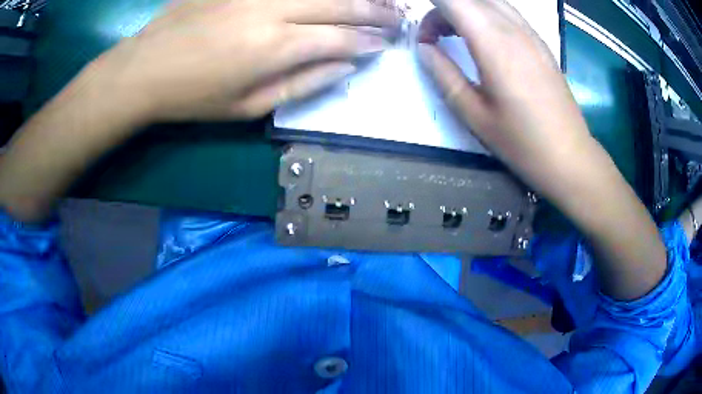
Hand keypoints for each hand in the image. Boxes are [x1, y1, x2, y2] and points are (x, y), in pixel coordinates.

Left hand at [98, 0, 400, 121]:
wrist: (146, 68)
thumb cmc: (194, 97)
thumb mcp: (247, 107)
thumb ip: (302, 85)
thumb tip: (345, 69)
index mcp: (275, 48)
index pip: (340, 38)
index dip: (368, 41)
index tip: (386, 43)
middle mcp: (272, 10)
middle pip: (338, 4)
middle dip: (374, 11)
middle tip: (396, 16)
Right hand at [417, 0, 665, 299]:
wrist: (570, 158)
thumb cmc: (522, 143)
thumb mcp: (474, 114)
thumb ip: (443, 74)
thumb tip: (424, 48)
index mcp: (494, 42)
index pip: (454, 0)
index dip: (432, 8)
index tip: (423, 34)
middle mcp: (513, 28)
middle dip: (444, 9)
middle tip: (434, 38)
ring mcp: (531, 34)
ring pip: (490, 2)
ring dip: (466, 11)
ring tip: (456, 38)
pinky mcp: (541, 43)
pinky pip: (507, 13)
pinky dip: (486, 16)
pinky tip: (483, 41)